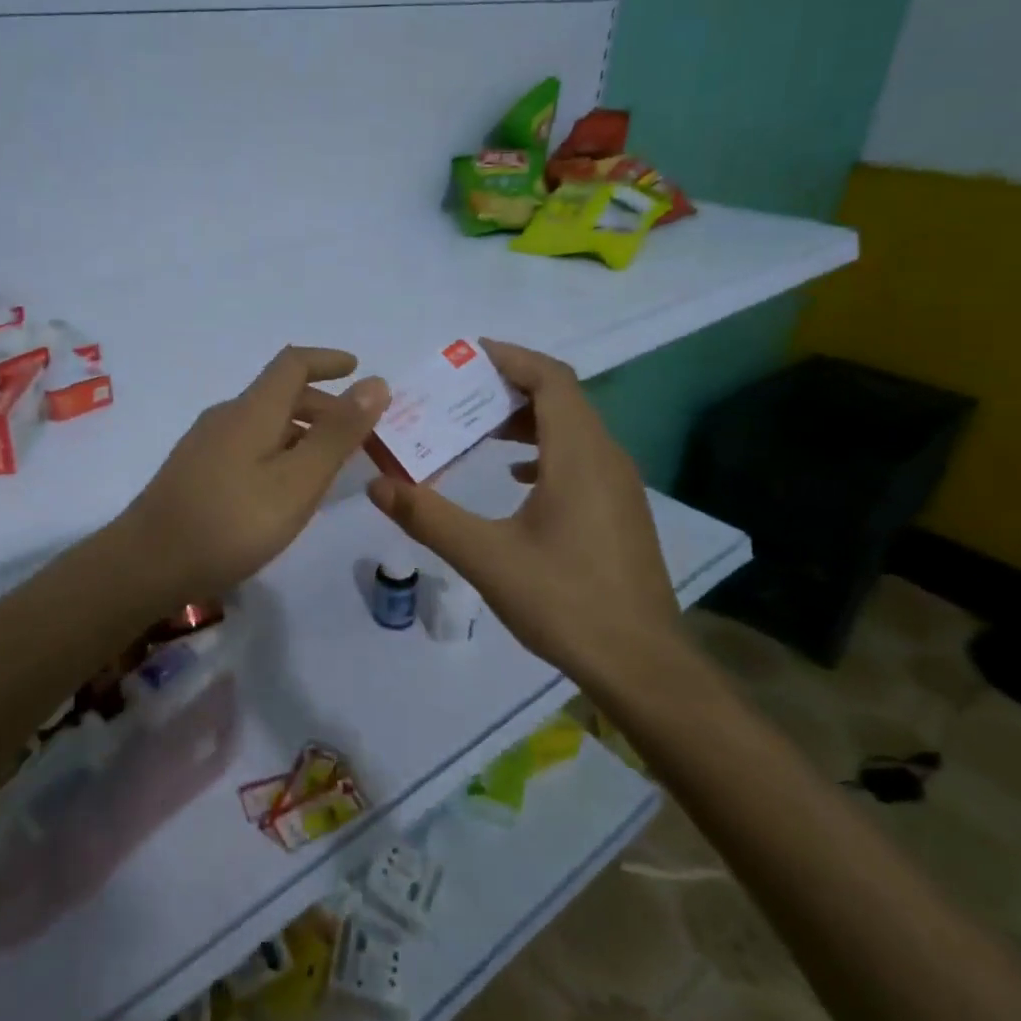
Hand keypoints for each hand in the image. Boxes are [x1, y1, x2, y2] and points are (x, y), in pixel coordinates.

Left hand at [117, 346, 389, 604]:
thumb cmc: (231, 523)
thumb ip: (338, 434)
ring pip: (264, 424)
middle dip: (323, 406)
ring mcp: (205, 445)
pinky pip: (248, 446)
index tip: (358, 369)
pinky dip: (278, 452)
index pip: (293, 364)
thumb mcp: (298, 481)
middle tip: (357, 435)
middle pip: (280, 395)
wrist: (146, 565)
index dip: (328, 360)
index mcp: (252, 411)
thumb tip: (375, 383)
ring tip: (329, 466)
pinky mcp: (195, 473)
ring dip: (301, 432)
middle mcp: (226, 417)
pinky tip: (284, 489)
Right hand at [366, 339, 679, 690]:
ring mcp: (620, 485)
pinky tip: (516, 477)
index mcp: (579, 456)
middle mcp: (607, 458)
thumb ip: (428, 517)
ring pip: (573, 428)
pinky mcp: (620, 511)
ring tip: (478, 431)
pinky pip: (581, 457)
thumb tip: (377, 485)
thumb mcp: (486, 557)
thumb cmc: (565, 601)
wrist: (642, 664)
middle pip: (562, 398)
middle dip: (509, 388)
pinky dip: (545, 450)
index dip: (511, 358)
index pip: (551, 379)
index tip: (467, 356)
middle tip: (458, 397)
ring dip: (526, 420)